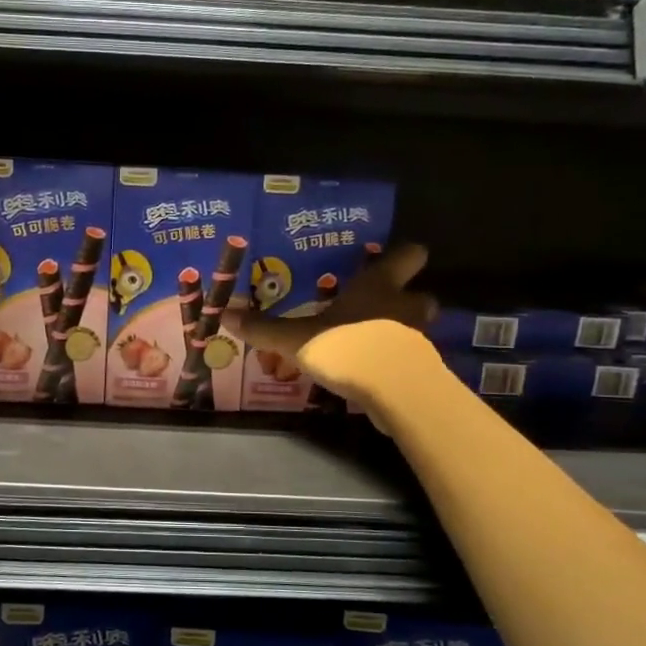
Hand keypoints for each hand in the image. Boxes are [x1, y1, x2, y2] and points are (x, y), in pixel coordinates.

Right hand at [224, 242, 436, 402]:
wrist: (392, 390)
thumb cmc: (347, 346)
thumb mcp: (296, 338)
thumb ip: (265, 329)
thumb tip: (224, 314)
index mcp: (379, 285)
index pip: (408, 255)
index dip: (402, 255)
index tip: (389, 259)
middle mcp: (404, 305)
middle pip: (421, 294)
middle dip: (406, 299)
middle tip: (379, 306)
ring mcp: (418, 338)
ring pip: (416, 328)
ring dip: (400, 332)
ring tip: (371, 342)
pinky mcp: (420, 370)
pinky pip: (408, 359)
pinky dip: (395, 363)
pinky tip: (372, 374)